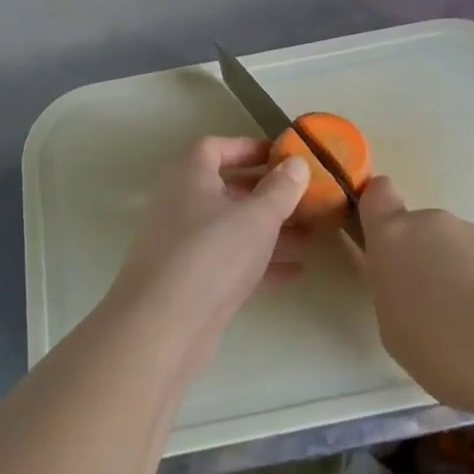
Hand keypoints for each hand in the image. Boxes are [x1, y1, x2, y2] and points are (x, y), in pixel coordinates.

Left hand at [105, 136, 310, 371]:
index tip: (282, 156)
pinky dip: (258, 263)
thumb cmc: (212, 254)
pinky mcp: (188, 282)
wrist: (163, 326)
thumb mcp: (257, 217)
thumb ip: (281, 189)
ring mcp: (181, 245)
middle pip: (226, 190)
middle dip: (267, 195)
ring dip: (268, 232)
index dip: (248, 148)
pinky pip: (228, 262)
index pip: (215, 147)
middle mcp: (179, 204)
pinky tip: (294, 272)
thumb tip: (297, 162)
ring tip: (310, 238)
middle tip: (303, 200)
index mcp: (188, 176)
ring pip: (230, 230)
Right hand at [355, 177, 473, 413]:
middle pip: (422, 229)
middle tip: (433, 304)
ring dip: (460, 272)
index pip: (378, 194)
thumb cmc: (436, 345)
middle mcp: (434, 223)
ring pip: (459, 247)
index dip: (380, 210)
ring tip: (473, 322)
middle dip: (425, 257)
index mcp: (394, 237)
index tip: (383, 239)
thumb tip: (407, 277)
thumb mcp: (392, 324)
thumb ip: (393, 286)